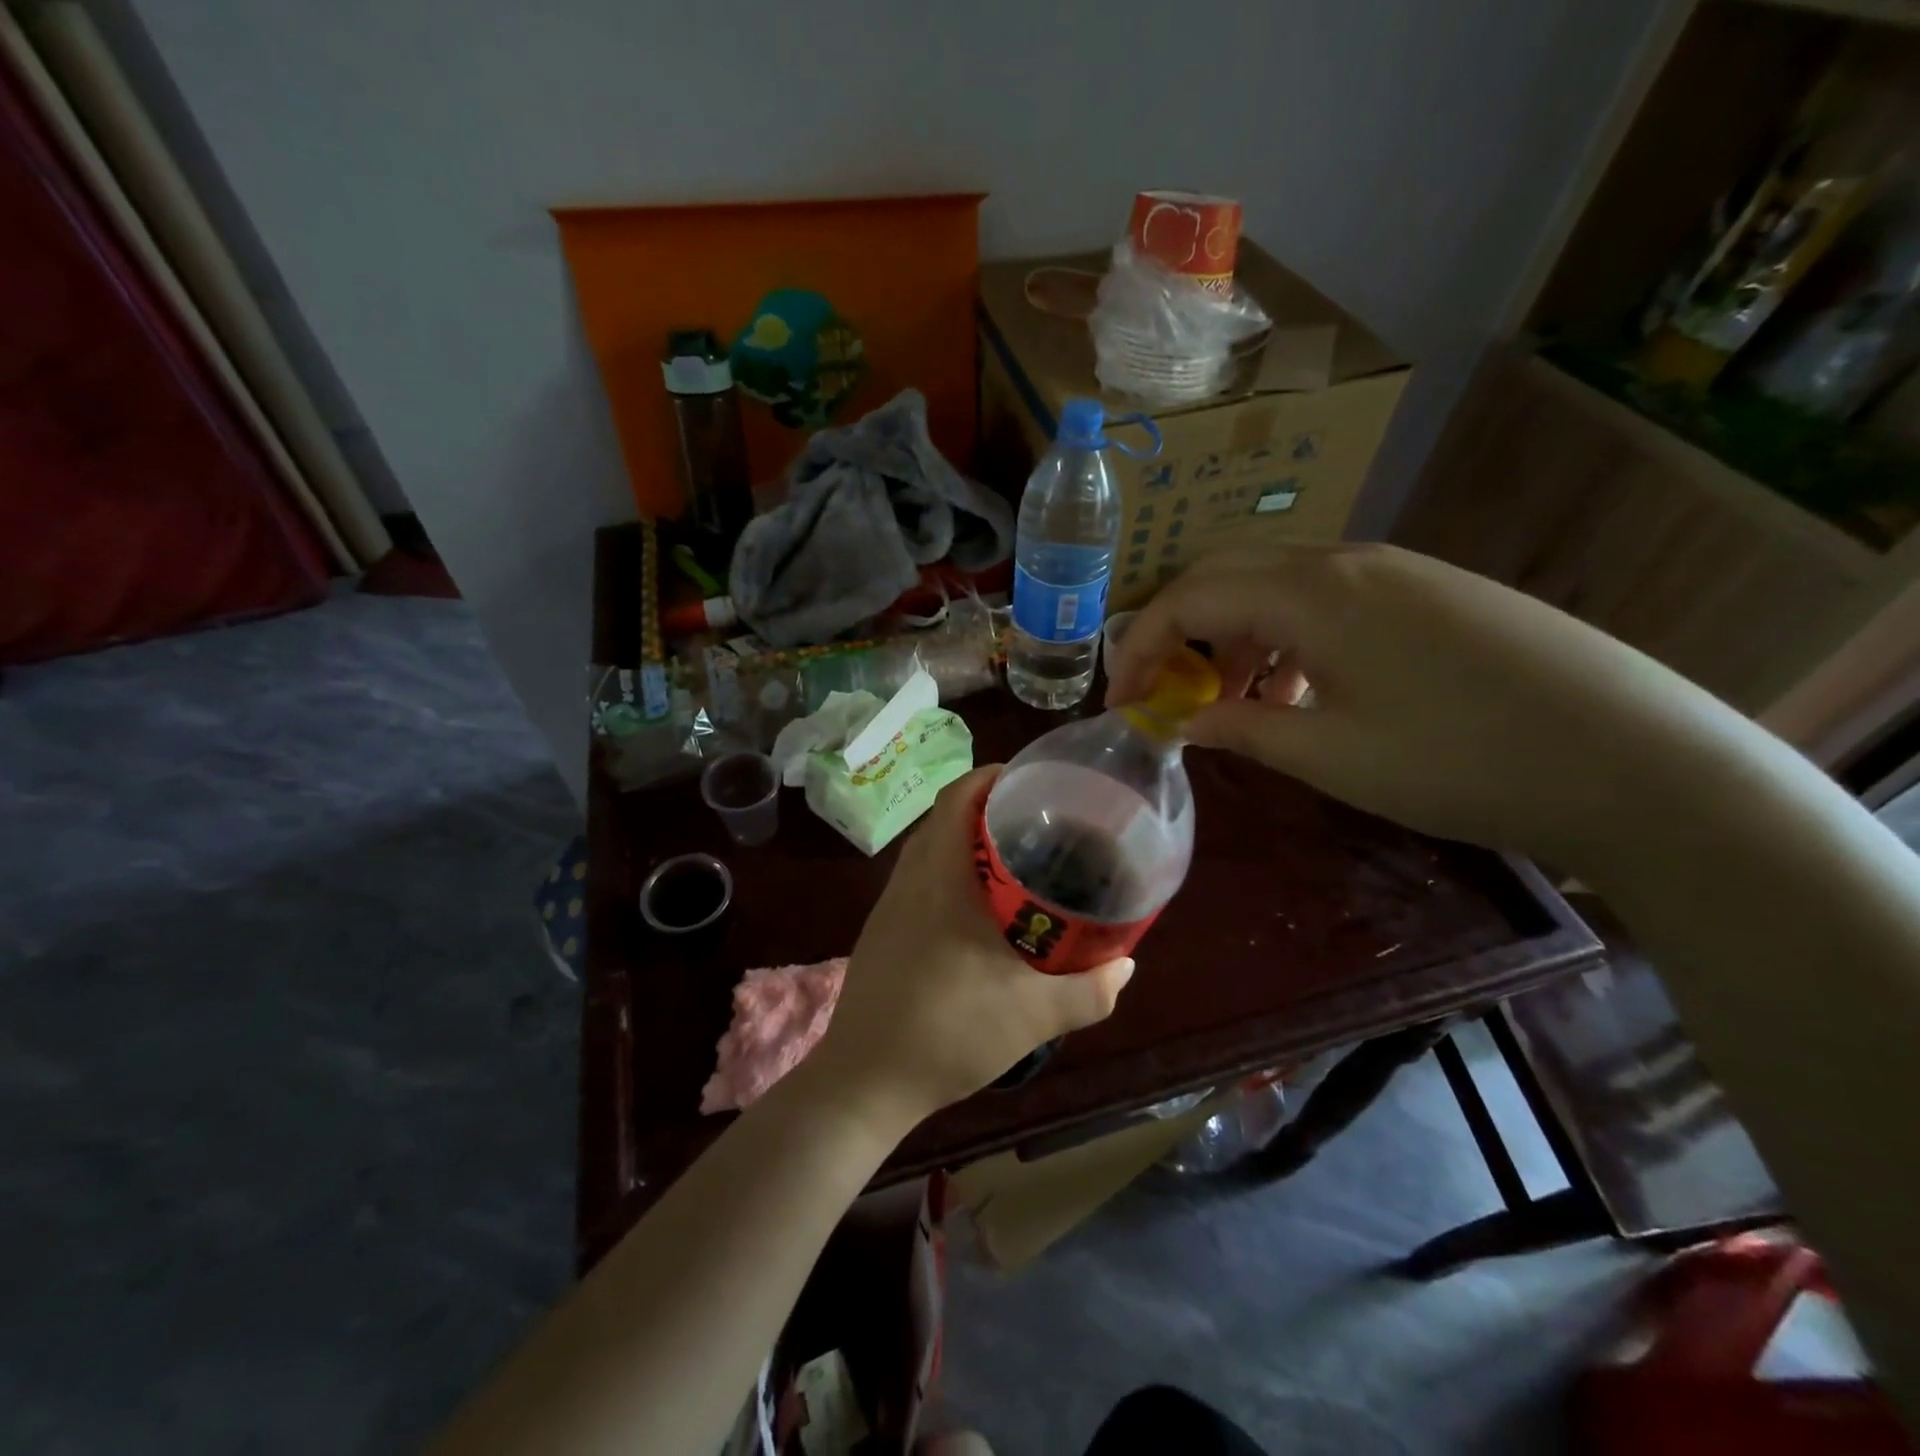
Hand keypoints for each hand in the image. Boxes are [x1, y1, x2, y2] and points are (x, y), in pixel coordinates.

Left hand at [805, 767, 1133, 1127]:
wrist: (866, 1080)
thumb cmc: (950, 1031)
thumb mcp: (1034, 1014)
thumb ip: (1090, 990)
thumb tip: (1126, 965)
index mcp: (940, 876)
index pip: (957, 797)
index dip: (991, 776)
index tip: (1031, 780)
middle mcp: (910, 878)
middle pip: (944, 816)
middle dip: (988, 808)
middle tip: (1038, 820)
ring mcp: (890, 904)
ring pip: (930, 848)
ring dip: (966, 841)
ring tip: (1016, 859)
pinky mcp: (881, 929)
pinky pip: (919, 879)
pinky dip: (949, 872)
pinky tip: (978, 910)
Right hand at [1107, 542, 1743, 868]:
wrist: (1633, 760)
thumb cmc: (1457, 760)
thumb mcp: (1327, 754)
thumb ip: (1239, 729)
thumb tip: (1180, 722)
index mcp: (1312, 591)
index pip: (1189, 597)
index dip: (1140, 648)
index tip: (1119, 702)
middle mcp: (1345, 561)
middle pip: (1226, 574)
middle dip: (1178, 631)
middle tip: (1163, 691)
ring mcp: (1394, 571)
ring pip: (1276, 585)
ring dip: (1233, 636)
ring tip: (1231, 703)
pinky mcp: (1429, 593)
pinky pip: (1326, 600)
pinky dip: (1285, 639)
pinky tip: (1300, 693)